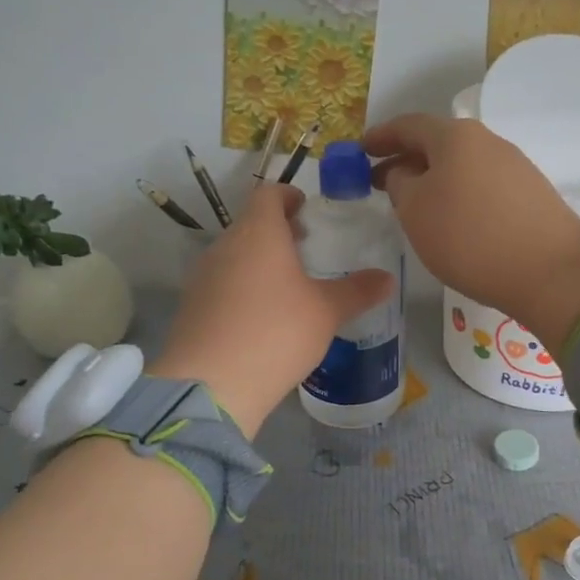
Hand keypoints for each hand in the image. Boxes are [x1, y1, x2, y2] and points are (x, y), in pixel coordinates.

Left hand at [150, 183, 392, 436]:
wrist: (211, 385)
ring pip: (235, 255)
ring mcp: (203, 277)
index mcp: (258, 233)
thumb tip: (387, 279)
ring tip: (288, 286)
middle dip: (278, 231)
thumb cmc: (276, 332)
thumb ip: (358, 291)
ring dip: (260, 261)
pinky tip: (263, 317)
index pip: (268, 195)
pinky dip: (243, 288)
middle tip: (306, 248)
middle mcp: (225, 246)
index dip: (288, 196)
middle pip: (251, 224)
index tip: (307, 209)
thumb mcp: (327, 312)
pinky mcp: (193, 307)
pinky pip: (223, 284)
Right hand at [363, 115, 579, 347]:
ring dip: (433, 180)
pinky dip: (459, 196)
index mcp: (455, 136)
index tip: (360, 150)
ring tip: (415, 206)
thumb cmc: (470, 237)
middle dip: (406, 160)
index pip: (408, 125)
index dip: (381, 137)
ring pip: (461, 166)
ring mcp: (514, 167)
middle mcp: (487, 141)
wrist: (552, 271)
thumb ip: (400, 184)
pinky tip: (454, 222)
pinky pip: (482, 186)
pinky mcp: (531, 195)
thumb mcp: (415, 211)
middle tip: (380, 182)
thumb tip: (406, 173)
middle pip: (437, 144)